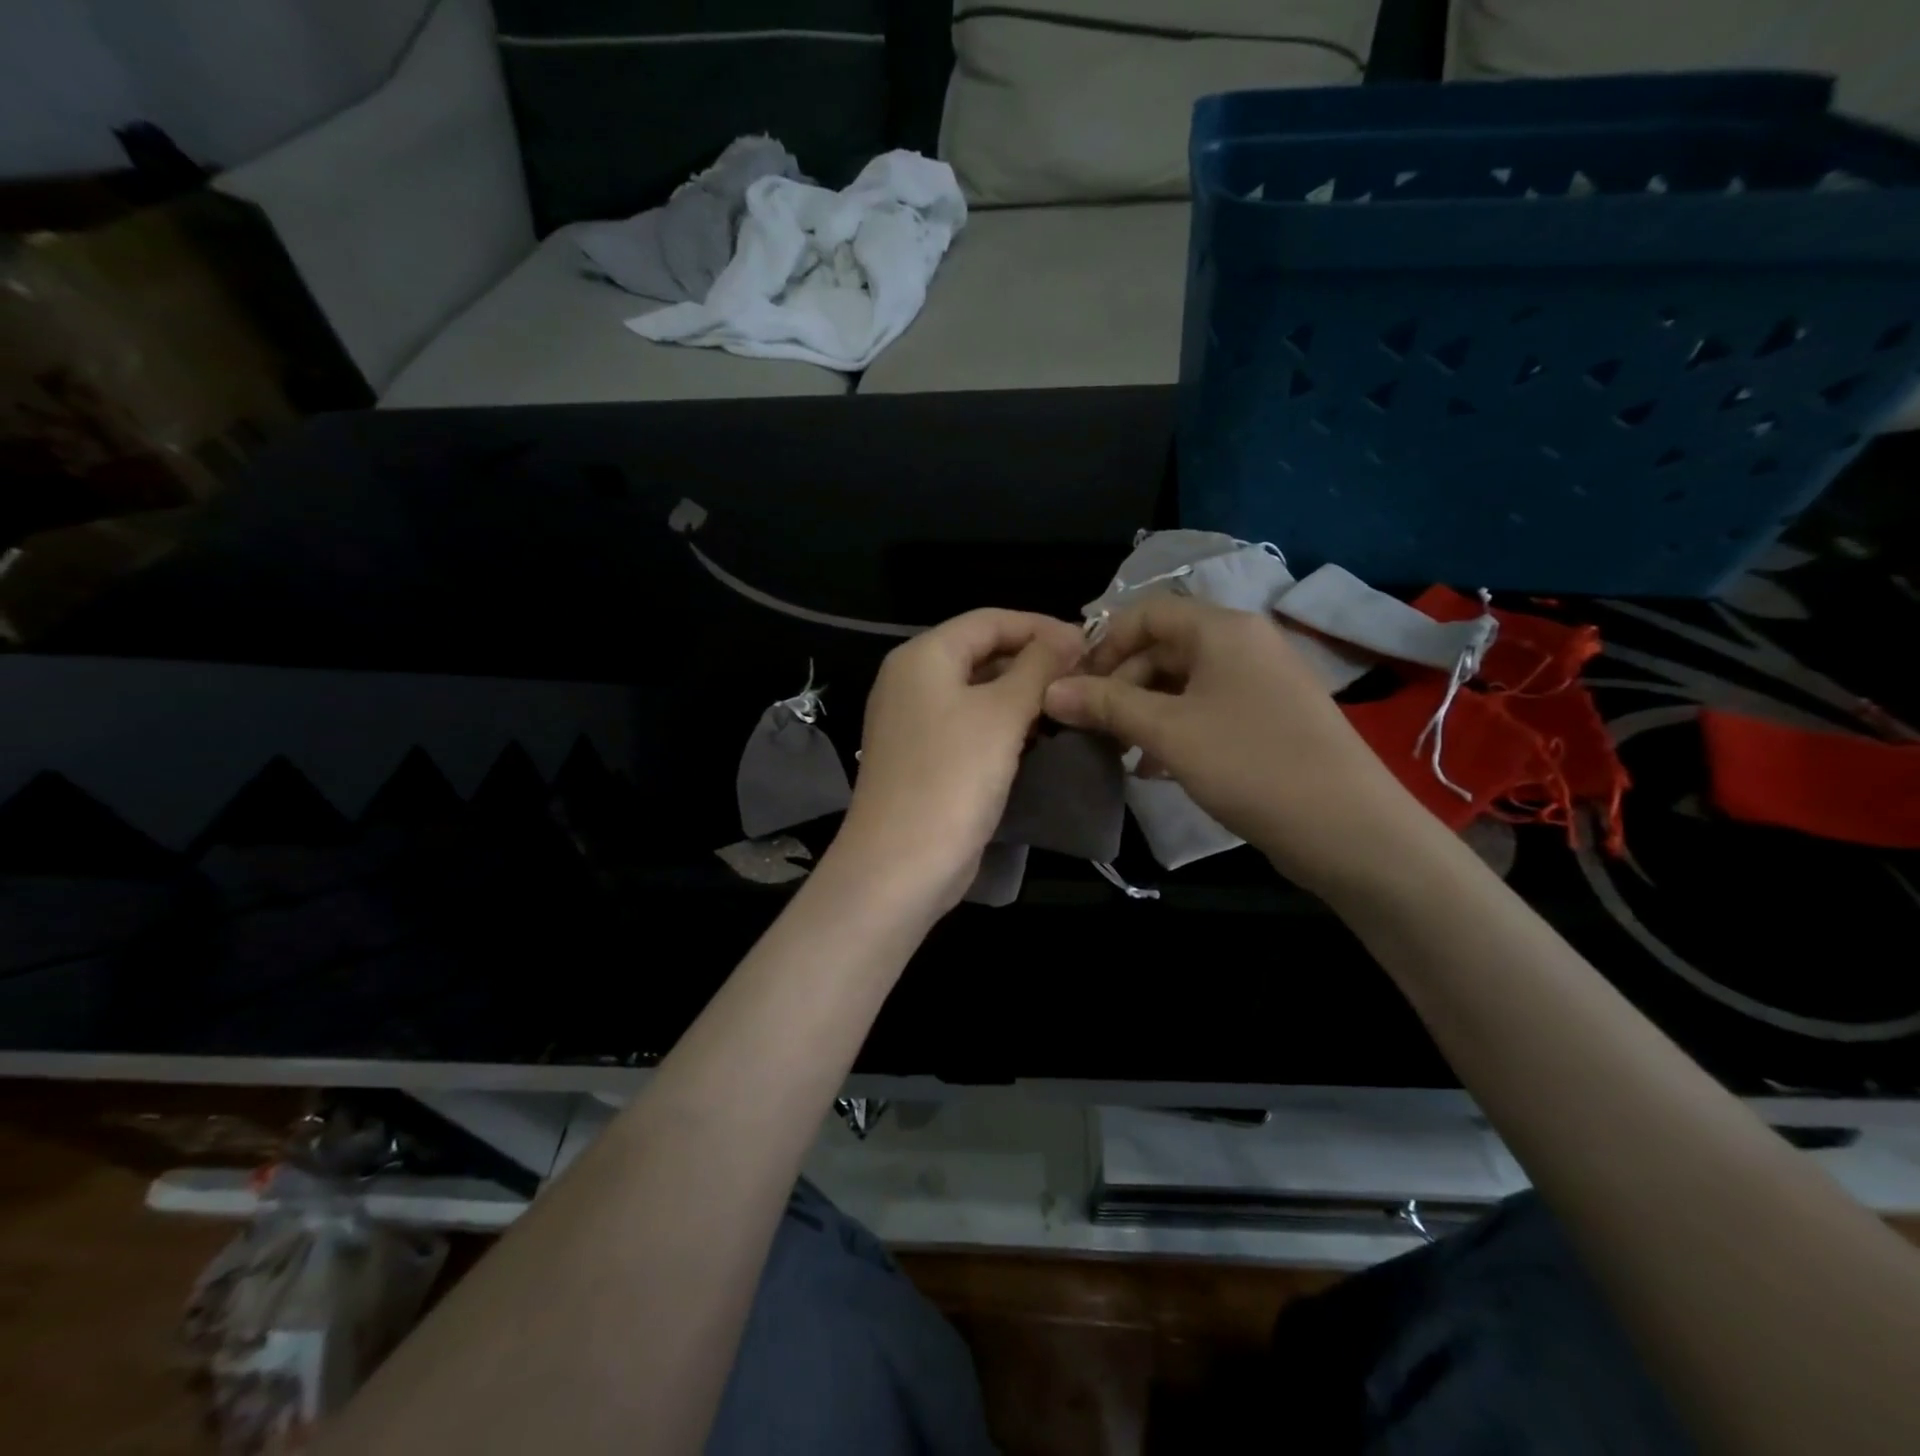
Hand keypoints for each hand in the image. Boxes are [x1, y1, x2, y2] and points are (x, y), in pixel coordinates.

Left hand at [835, 609, 1086, 910]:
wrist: (901, 864)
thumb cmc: (953, 777)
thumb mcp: (1002, 714)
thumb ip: (1037, 667)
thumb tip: (1070, 635)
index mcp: (923, 656)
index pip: (989, 620)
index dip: (1041, 626)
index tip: (1090, 644)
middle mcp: (911, 680)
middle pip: (981, 652)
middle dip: (1034, 661)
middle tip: (1086, 677)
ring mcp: (914, 722)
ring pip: (977, 692)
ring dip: (1022, 695)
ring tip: (1071, 705)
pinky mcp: (924, 757)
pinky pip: (969, 725)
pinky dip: (1004, 725)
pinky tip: (1039, 737)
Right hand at [1043, 595, 1427, 896]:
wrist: (1348, 829)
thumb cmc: (1250, 764)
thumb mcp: (1167, 731)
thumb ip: (1106, 705)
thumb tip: (1050, 689)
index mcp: (1223, 630)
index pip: (1148, 613)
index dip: (1104, 643)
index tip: (1074, 685)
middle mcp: (1244, 645)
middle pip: (1163, 649)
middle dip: (1120, 685)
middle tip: (1092, 727)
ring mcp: (1260, 684)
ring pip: (1183, 685)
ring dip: (1143, 713)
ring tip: (1118, 753)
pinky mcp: (1268, 721)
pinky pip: (1206, 712)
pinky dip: (1174, 731)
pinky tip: (1154, 770)